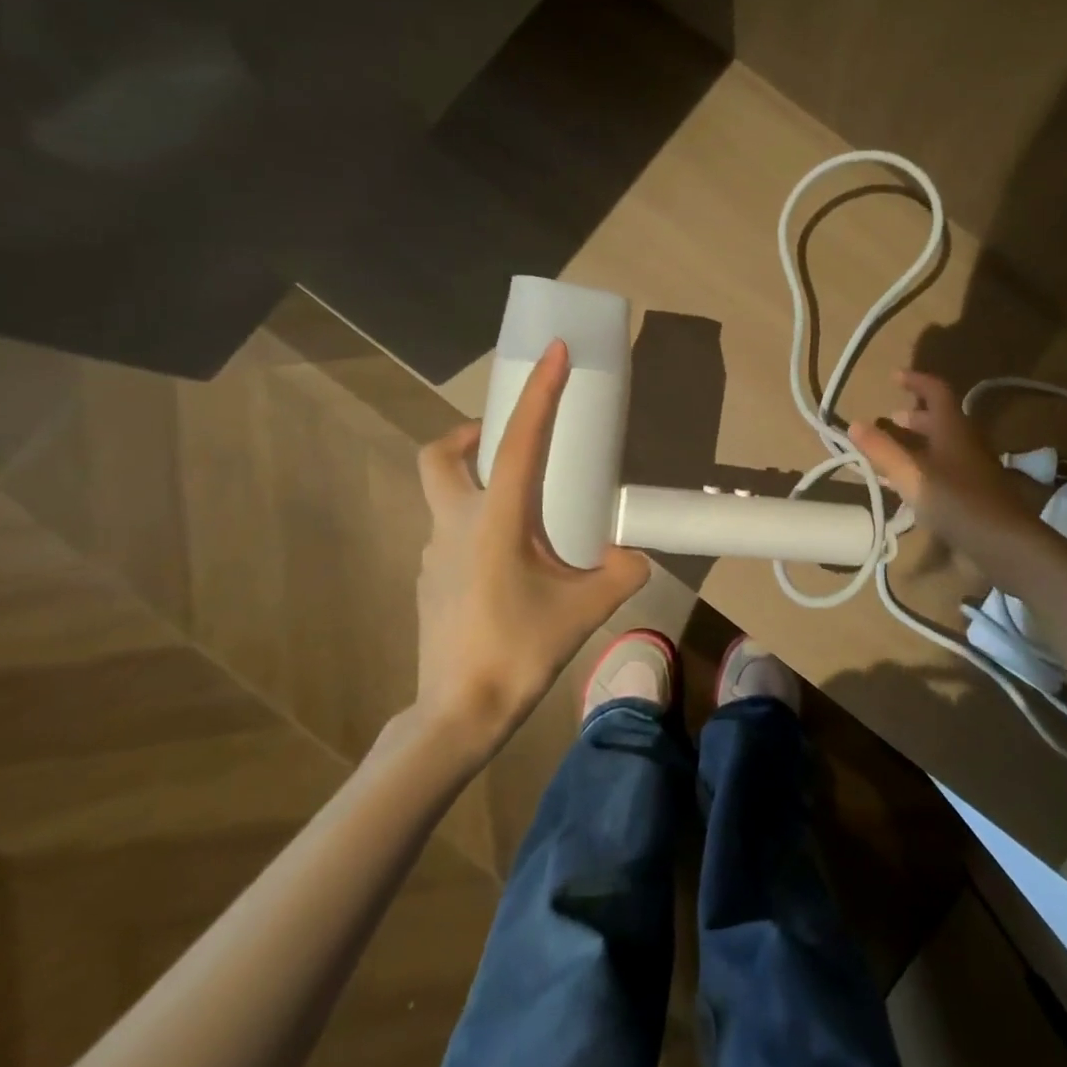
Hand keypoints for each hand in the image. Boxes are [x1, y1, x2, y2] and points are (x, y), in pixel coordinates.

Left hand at [412, 341, 649, 754]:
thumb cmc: (519, 653)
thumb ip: (621, 573)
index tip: (553, 352)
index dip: (538, 392)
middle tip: (509, 444)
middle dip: (470, 435)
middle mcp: (456, 524)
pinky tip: (511, 565)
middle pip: (441, 456)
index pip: (520, 441)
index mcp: (496, 520)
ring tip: (528, 515)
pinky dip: (479, 525)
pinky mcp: (431, 579)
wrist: (459, 714)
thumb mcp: (586, 610)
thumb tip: (636, 556)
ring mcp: (435, 553)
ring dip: (479, 484)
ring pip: (445, 495)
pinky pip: (453, 533)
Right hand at [850, 370, 1049, 575]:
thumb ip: (881, 450)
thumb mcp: (910, 475)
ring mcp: (973, 469)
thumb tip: (854, 424)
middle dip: (914, 417)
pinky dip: (924, 469)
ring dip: (918, 444)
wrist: (1003, 543)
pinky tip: (908, 488)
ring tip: (892, 453)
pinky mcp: (974, 494)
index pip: (936, 391)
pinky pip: (945, 470)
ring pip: (942, 446)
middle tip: (890, 420)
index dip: (916, 381)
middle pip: (941, 420)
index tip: (894, 377)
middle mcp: (965, 443)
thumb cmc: (955, 501)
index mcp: (953, 429)